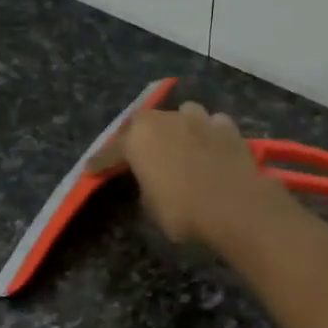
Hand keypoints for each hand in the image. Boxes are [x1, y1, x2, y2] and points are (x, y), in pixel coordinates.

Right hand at [92, 100, 293, 247]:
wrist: (237, 207)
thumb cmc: (185, 212)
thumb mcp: (152, 208)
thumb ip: (146, 187)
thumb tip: (153, 181)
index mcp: (139, 138)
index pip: (112, 151)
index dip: (100, 162)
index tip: (90, 169)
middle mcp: (166, 120)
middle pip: (145, 124)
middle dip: (138, 137)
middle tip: (135, 154)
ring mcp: (200, 119)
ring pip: (181, 115)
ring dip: (176, 127)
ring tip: (176, 144)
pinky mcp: (228, 128)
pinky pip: (211, 125)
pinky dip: (206, 134)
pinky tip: (209, 146)